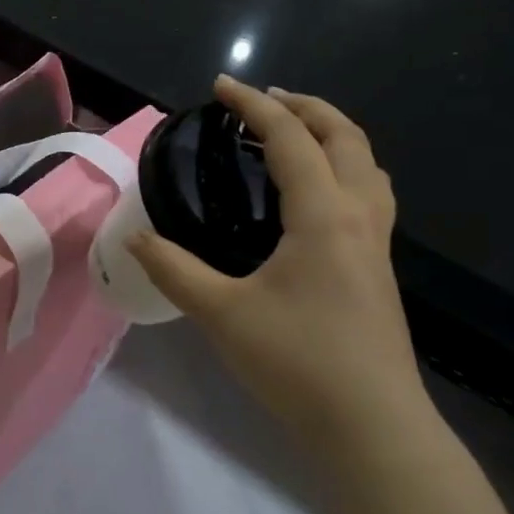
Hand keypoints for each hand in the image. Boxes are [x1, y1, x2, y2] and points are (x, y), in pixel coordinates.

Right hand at [128, 78, 427, 453]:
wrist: (372, 426)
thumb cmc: (297, 363)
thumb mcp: (222, 314)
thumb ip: (174, 270)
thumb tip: (135, 238)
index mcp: (324, 216)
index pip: (291, 139)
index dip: (254, 106)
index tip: (221, 87)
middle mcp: (358, 217)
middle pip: (346, 137)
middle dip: (305, 107)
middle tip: (262, 101)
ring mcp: (376, 244)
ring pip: (367, 165)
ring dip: (332, 135)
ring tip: (293, 136)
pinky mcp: (378, 269)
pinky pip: (369, 194)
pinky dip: (343, 169)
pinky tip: (314, 198)